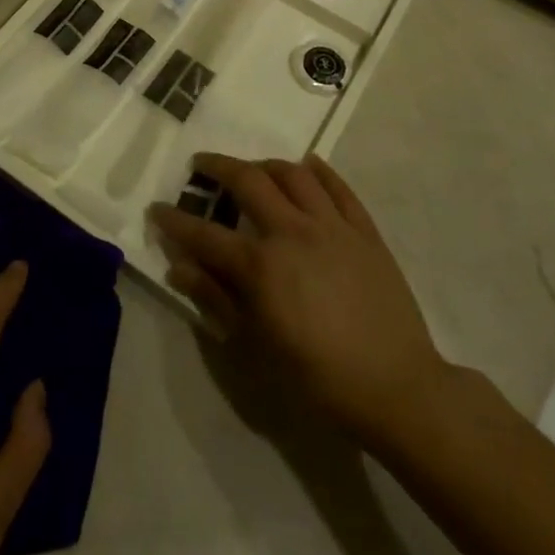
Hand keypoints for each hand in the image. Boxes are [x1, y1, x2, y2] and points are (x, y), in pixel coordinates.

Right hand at [150, 153, 447, 451]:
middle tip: (202, 165)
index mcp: (261, 266)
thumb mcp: (257, 348)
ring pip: (293, 174)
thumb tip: (179, 268)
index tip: (157, 209)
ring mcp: (332, 226)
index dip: (175, 222)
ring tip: (253, 170)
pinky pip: (339, 187)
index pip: (205, 234)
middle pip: (248, 181)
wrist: (397, 389)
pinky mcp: (364, 230)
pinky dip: (319, 171)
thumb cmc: (319, 378)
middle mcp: (292, 232)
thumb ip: (217, 301)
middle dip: (217, 167)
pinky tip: (308, 167)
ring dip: (265, 164)